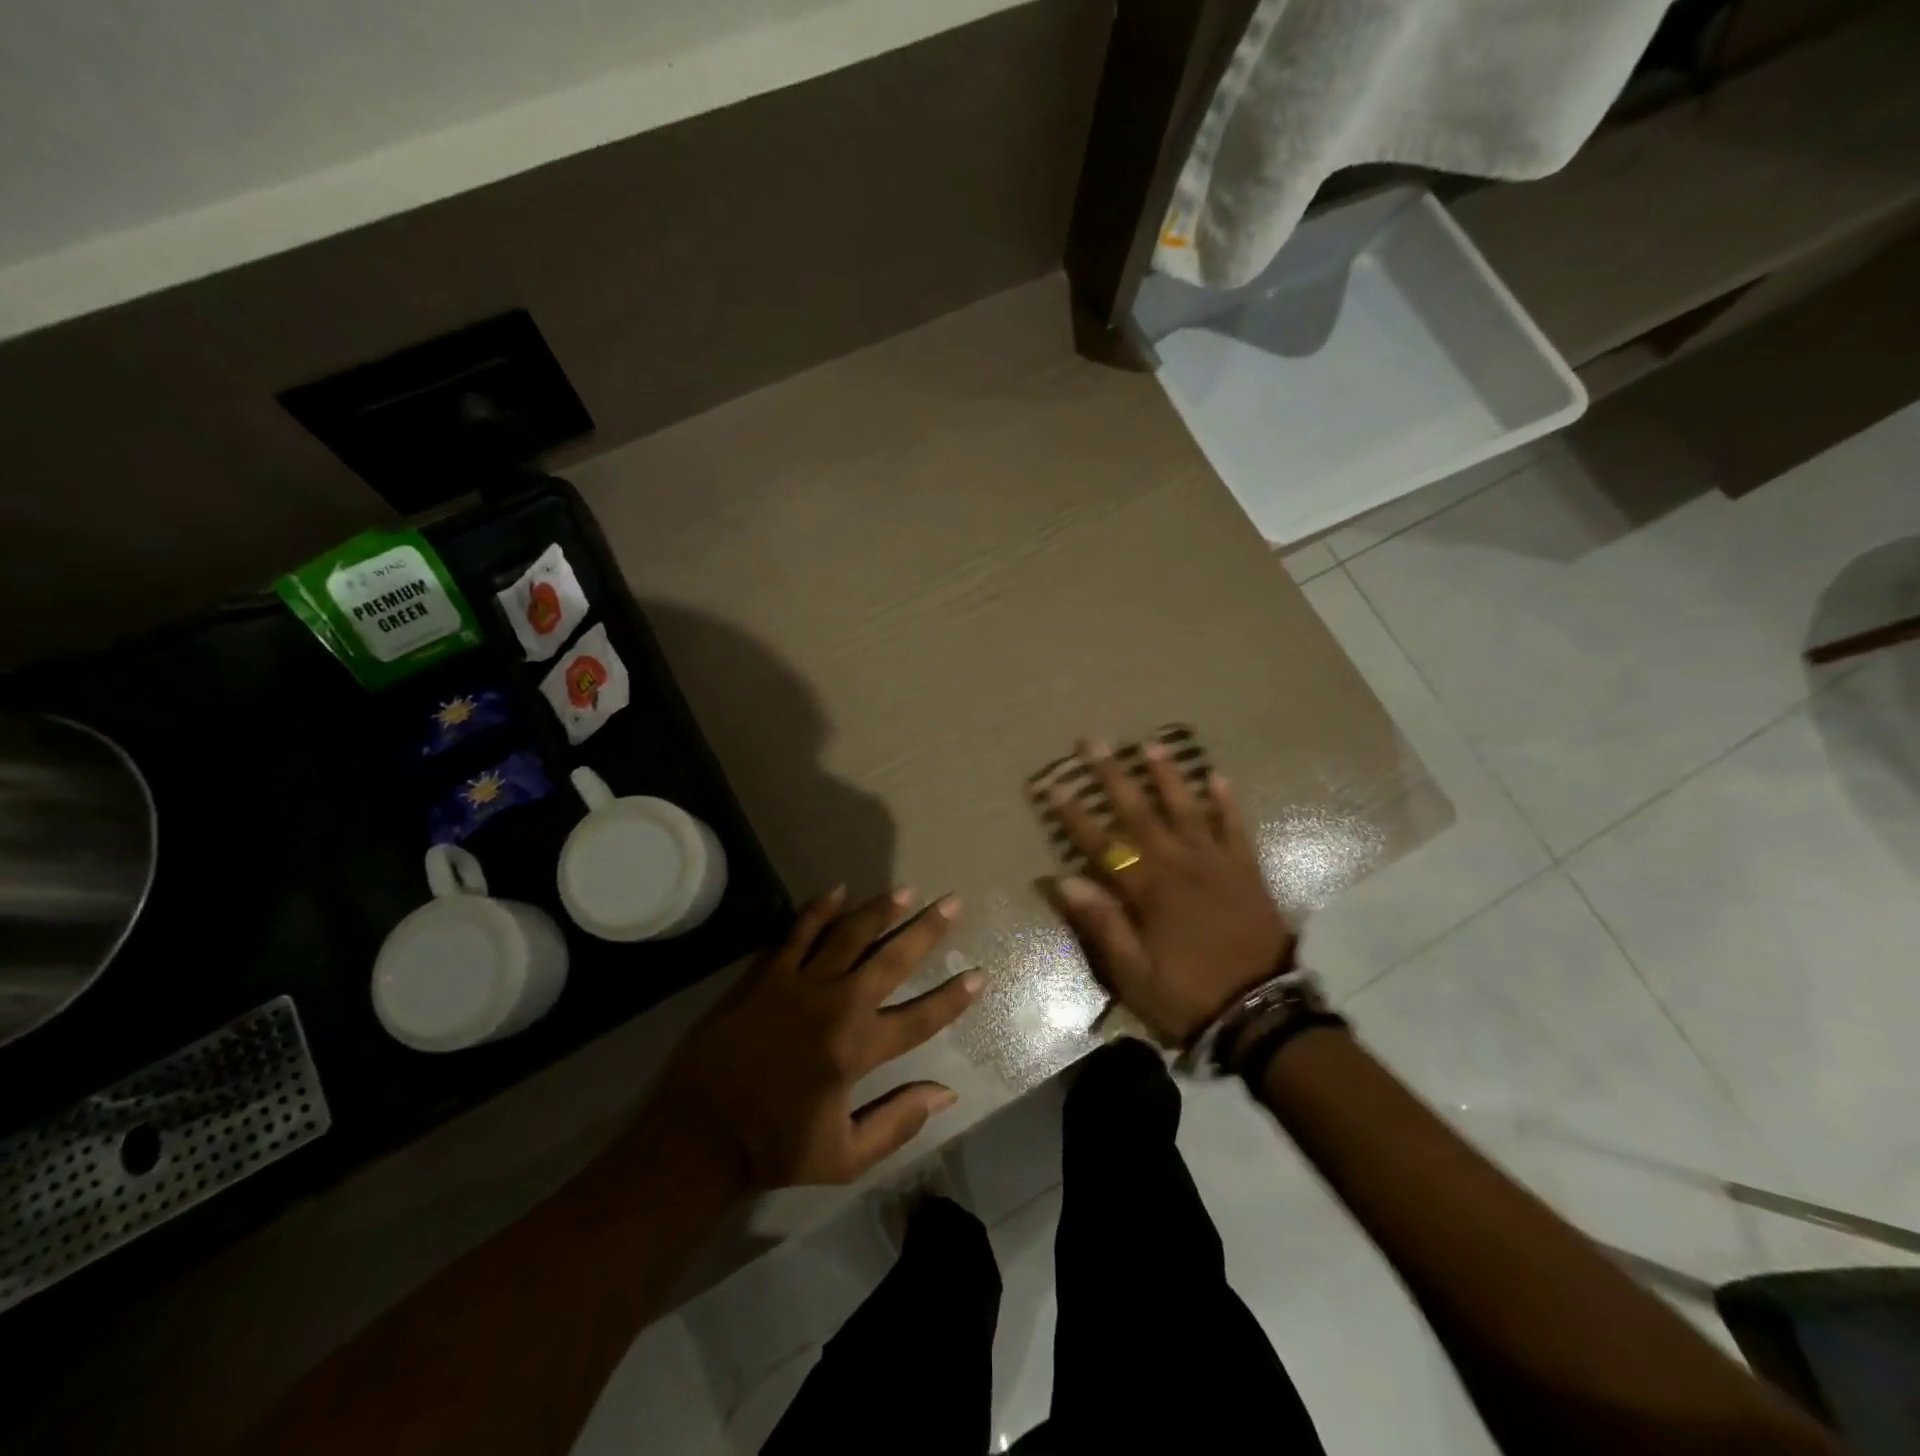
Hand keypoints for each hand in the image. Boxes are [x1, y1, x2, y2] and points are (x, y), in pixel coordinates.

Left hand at [639, 886, 981, 1191]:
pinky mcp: (766, 975)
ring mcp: (799, 984)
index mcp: (857, 1049)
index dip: (953, 997)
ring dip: (880, 910)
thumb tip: (946, 1093)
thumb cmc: (774, 1147)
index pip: (920, 1017)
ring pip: (848, 935)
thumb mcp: (845, 1157)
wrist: (698, 1133)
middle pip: (891, 959)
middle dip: (926, 930)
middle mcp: (836, 1006)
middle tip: (952, 902)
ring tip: (905, 890)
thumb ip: (898, 1122)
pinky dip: (818, 910)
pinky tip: (837, 890)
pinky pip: (797, 932)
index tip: (978, 974)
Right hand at [1049, 739, 1293, 1043]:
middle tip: (1094, 743)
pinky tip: (1218, 777)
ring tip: (1151, 745)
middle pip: (1140, 813)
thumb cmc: (1189, 996)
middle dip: (1113, 777)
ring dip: (1167, 777)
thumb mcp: (1134, 974)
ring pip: (1187, 810)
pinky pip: (1235, 828)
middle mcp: (1180, 865)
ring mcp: (1216, 864)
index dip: (1075, 815)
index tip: (1054, 785)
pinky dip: (1227, 802)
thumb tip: (1065, 879)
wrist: (1262, 1014)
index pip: (1102, 844)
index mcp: (1149, 891)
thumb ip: (1102, 923)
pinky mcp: (1246, 871)